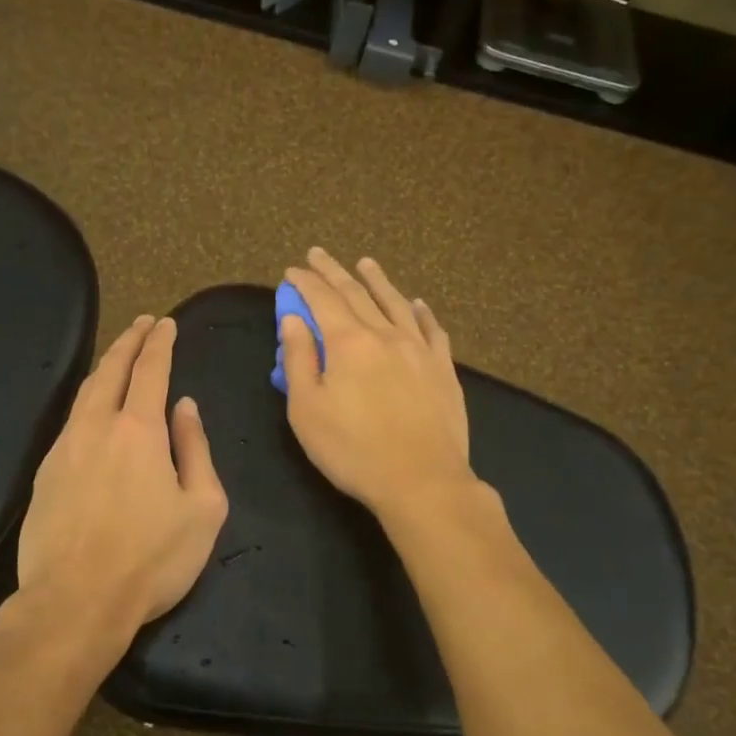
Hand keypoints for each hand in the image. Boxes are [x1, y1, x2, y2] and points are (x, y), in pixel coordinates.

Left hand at [15, 315, 228, 645]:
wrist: (75, 602)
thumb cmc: (152, 558)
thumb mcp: (203, 508)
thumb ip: (196, 449)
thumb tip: (186, 407)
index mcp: (139, 430)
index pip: (150, 370)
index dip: (160, 343)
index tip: (165, 324)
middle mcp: (96, 427)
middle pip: (111, 370)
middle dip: (129, 341)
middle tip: (142, 324)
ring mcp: (64, 448)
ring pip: (84, 393)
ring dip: (104, 367)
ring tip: (118, 356)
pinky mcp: (44, 474)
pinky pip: (70, 422)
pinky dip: (87, 401)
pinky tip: (92, 410)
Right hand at [280, 248, 473, 516]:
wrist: (422, 480)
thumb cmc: (353, 450)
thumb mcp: (307, 410)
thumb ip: (298, 359)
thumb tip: (293, 319)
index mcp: (349, 343)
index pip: (322, 300)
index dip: (305, 283)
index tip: (292, 270)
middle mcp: (385, 335)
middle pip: (357, 293)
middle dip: (334, 272)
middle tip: (318, 254)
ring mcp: (419, 350)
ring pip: (396, 303)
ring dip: (377, 280)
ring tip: (365, 263)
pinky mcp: (443, 369)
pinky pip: (432, 330)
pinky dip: (421, 312)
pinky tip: (417, 304)